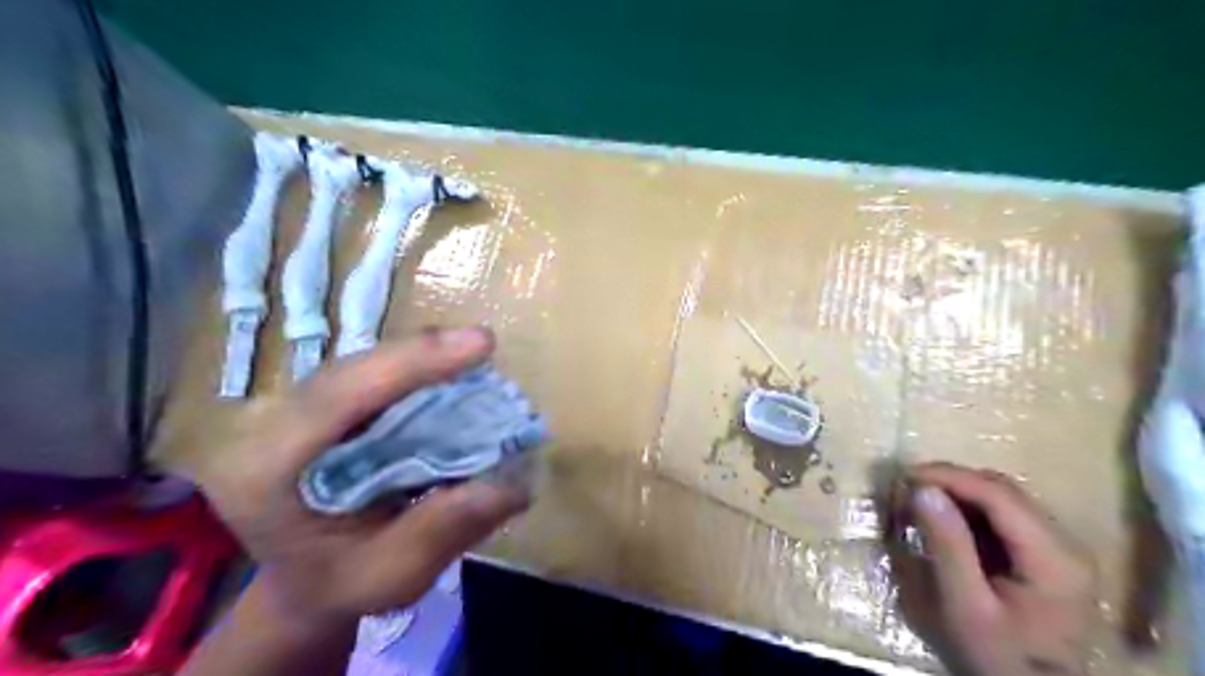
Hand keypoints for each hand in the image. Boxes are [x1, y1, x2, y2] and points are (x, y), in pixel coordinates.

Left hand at [192, 323, 528, 622]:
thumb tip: (512, 482)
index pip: (337, 398)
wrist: (307, 583)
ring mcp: (291, 412)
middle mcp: (268, 428)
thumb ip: (443, 530)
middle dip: (420, 355)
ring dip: (421, 361)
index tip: (478, 344)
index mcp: (264, 473)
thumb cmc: (342, 585)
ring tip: (473, 356)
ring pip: (363, 368)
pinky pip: (372, 377)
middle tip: (483, 345)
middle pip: (351, 372)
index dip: (410, 364)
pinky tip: (450, 375)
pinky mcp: (322, 408)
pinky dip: (416, 373)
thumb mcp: (391, 575)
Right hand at [894, 462, 1097, 674]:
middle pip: (1003, 490)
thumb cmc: (998, 657)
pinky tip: (943, 521)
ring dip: (958, 493)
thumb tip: (921, 490)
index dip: (948, 477)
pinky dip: (969, 510)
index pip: (998, 495)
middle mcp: (1066, 544)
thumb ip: (946, 545)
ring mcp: (1060, 549)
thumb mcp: (964, 606)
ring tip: (918, 502)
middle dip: (950, 482)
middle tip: (905, 490)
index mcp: (1054, 558)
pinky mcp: (1047, 556)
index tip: (904, 476)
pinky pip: (1004, 516)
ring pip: (1003, 498)